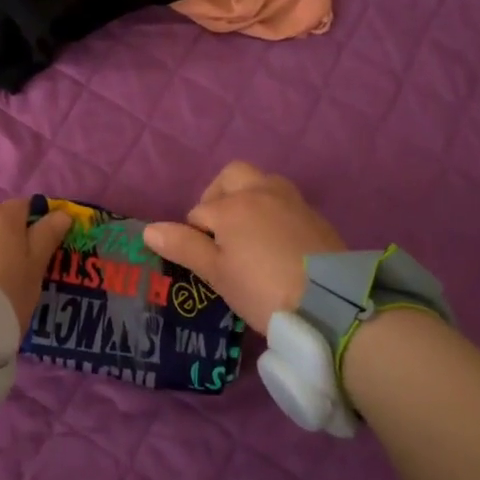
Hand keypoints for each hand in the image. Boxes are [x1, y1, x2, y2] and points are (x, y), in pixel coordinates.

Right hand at [142, 162, 344, 326]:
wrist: (330, 303)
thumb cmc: (262, 289)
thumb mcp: (217, 273)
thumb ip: (184, 246)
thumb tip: (149, 229)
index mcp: (233, 205)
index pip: (198, 213)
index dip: (194, 236)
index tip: (203, 262)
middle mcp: (262, 191)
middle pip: (232, 176)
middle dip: (219, 196)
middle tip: (218, 230)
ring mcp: (293, 201)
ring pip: (262, 183)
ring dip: (248, 198)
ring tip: (247, 234)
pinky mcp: (315, 216)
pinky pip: (285, 201)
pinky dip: (273, 212)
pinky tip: (275, 243)